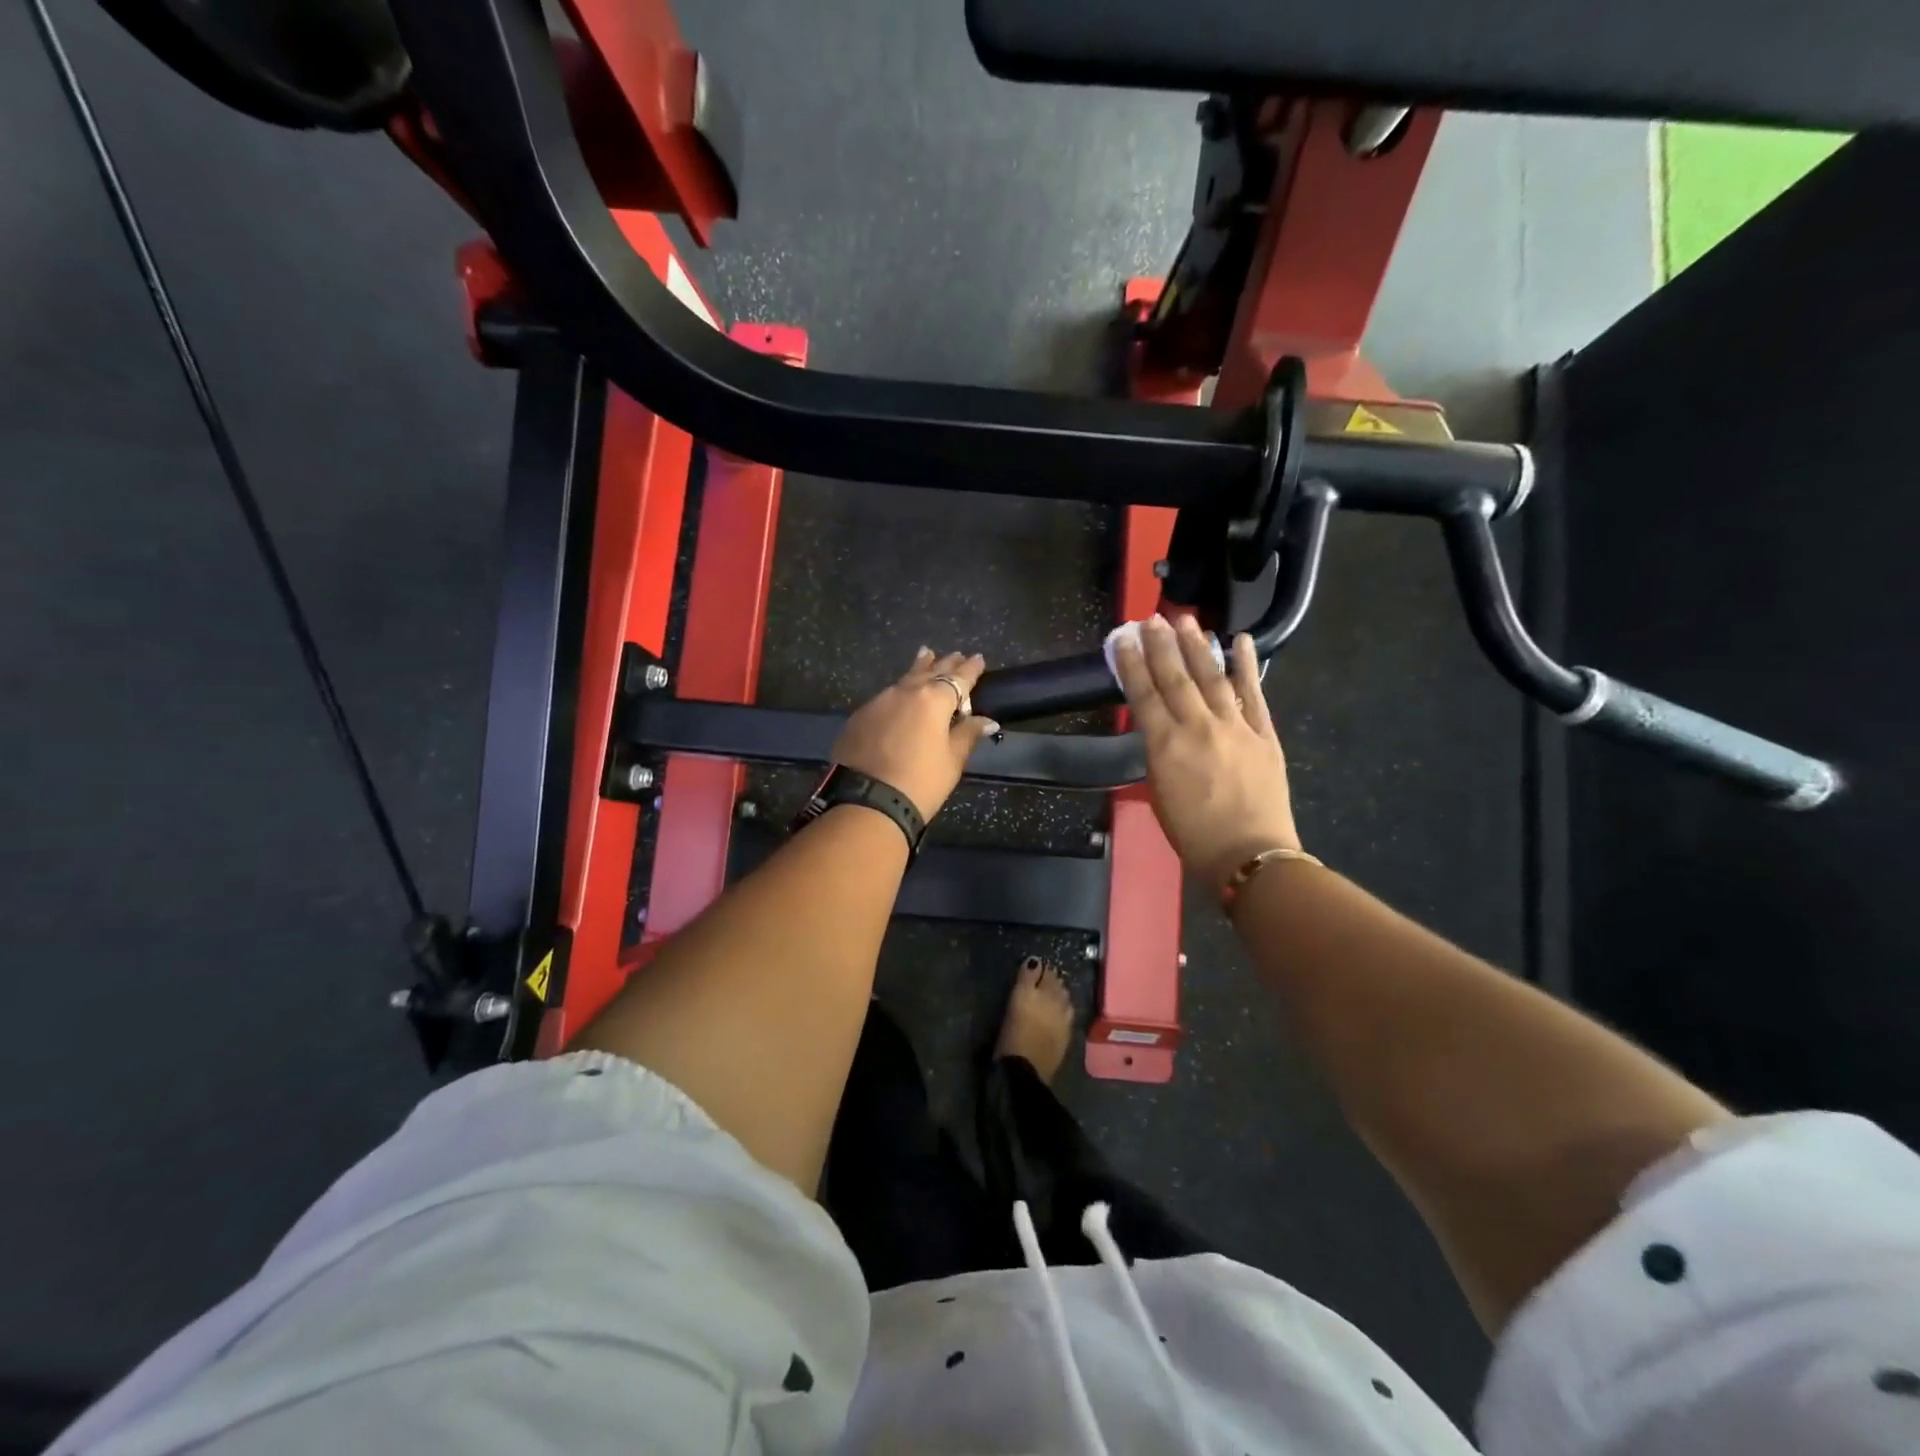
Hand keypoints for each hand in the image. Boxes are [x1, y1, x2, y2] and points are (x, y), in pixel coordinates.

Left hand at [831, 648, 999, 819]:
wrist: (866, 802)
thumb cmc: (920, 783)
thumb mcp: (952, 761)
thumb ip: (968, 734)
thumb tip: (987, 720)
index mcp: (934, 700)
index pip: (958, 678)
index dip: (970, 669)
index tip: (978, 658)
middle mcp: (905, 692)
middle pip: (930, 672)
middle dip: (945, 664)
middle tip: (955, 655)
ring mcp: (878, 702)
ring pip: (904, 679)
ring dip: (919, 669)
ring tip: (926, 656)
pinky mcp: (859, 716)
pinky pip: (885, 697)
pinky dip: (898, 692)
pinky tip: (899, 695)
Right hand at [1113, 616, 1300, 891]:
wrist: (1249, 854)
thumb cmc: (1193, 835)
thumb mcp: (1159, 793)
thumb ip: (1159, 755)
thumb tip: (1161, 728)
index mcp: (1165, 745)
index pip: (1143, 694)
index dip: (1132, 664)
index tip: (1125, 638)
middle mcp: (1197, 727)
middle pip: (1176, 677)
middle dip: (1161, 645)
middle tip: (1152, 618)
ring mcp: (1234, 726)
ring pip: (1212, 677)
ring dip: (1198, 646)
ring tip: (1187, 620)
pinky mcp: (1263, 734)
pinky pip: (1253, 693)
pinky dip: (1246, 665)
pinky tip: (1240, 640)